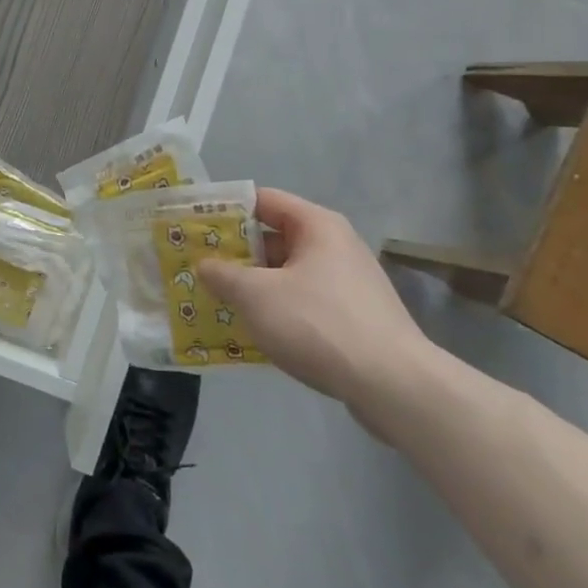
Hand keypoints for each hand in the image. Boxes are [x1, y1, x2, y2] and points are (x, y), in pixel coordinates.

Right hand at [198, 188, 434, 426]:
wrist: (394, 386)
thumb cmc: (318, 323)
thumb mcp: (256, 295)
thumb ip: (223, 274)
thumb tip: (205, 265)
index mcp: (316, 225)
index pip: (262, 200)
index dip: (225, 209)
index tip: (193, 226)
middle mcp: (335, 245)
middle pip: (274, 237)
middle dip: (235, 253)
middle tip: (198, 266)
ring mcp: (348, 283)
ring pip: (288, 274)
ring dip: (254, 285)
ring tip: (217, 300)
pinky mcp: (355, 318)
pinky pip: (304, 302)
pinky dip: (277, 310)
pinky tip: (253, 331)